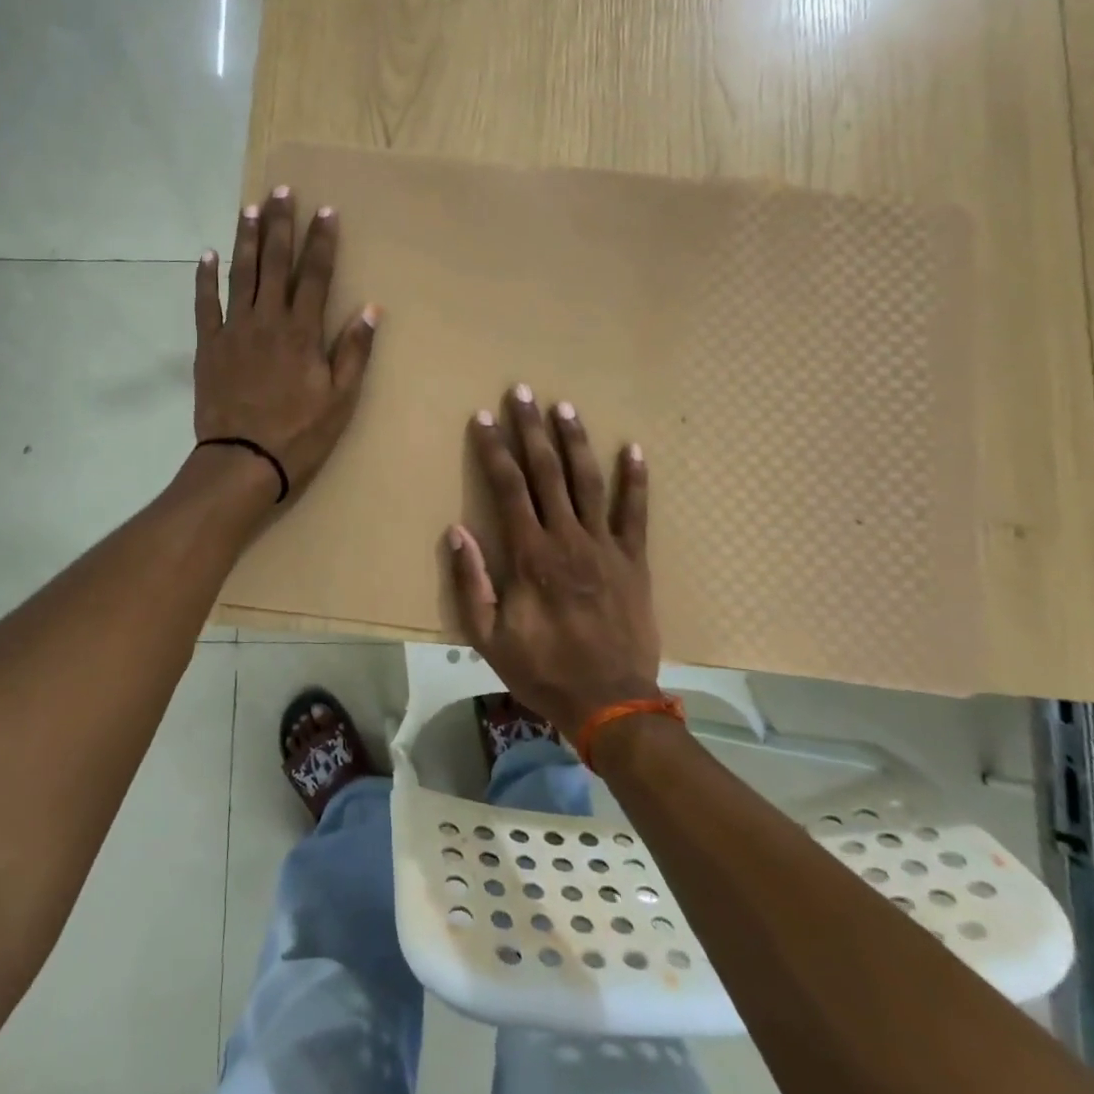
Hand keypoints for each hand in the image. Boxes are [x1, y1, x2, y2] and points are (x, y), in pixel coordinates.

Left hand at [193, 186, 378, 503]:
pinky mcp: (209, 346)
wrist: (243, 460)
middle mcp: (268, 320)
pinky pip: (205, 304)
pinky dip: (205, 278)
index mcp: (302, 332)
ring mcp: (234, 330)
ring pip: (241, 274)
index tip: (325, 210)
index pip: (316, 275)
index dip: (322, 241)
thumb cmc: (299, 434)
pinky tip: (207, 255)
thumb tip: (371, 309)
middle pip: (275, 263)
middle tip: (282, 192)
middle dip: (281, 225)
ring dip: (246, 239)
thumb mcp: (340, 399)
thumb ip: (353, 351)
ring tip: (249, 208)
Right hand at [447, 387, 659, 740]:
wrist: (610, 702)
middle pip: (546, 472)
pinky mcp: (633, 560)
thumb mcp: (488, 637)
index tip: (484, 417)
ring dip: (575, 442)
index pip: (507, 488)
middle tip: (522, 392)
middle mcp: (567, 538)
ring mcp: (604, 546)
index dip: (494, 449)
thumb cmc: (542, 669)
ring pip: (588, 482)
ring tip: (565, 408)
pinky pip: (636, 513)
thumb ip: (471, 582)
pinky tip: (634, 450)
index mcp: (530, 555)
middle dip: (531, 429)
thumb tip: (456, 531)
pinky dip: (636, 480)